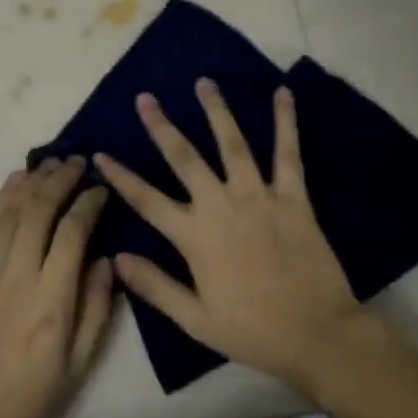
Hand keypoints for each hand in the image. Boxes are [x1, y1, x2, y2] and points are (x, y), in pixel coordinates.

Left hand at [0, 157, 116, 417]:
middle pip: (40, 209)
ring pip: (12, 210)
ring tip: (53, 162)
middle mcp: (18, 276)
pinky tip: (17, 181)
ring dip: (34, 180)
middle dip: (62, 179)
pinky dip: (4, 197)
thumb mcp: (79, 365)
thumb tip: (106, 258)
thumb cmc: (30, 403)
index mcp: (52, 301)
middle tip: (80, 161)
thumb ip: (97, 307)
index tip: (102, 190)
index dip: (90, 203)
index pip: (74, 232)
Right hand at [95, 80, 367, 394]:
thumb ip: (155, 286)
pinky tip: (282, 93)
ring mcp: (258, 196)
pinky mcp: (293, 196)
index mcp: (194, 236)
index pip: (147, 200)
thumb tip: (116, 258)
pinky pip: (287, 153)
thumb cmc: (253, 330)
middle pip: (184, 158)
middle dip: (162, 127)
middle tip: (145, 98)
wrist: (317, 334)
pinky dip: (285, 122)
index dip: (121, 176)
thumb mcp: (195, 320)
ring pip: (232, 143)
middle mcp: (221, 205)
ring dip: (216, 111)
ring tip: (203, 82)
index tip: (100, 154)